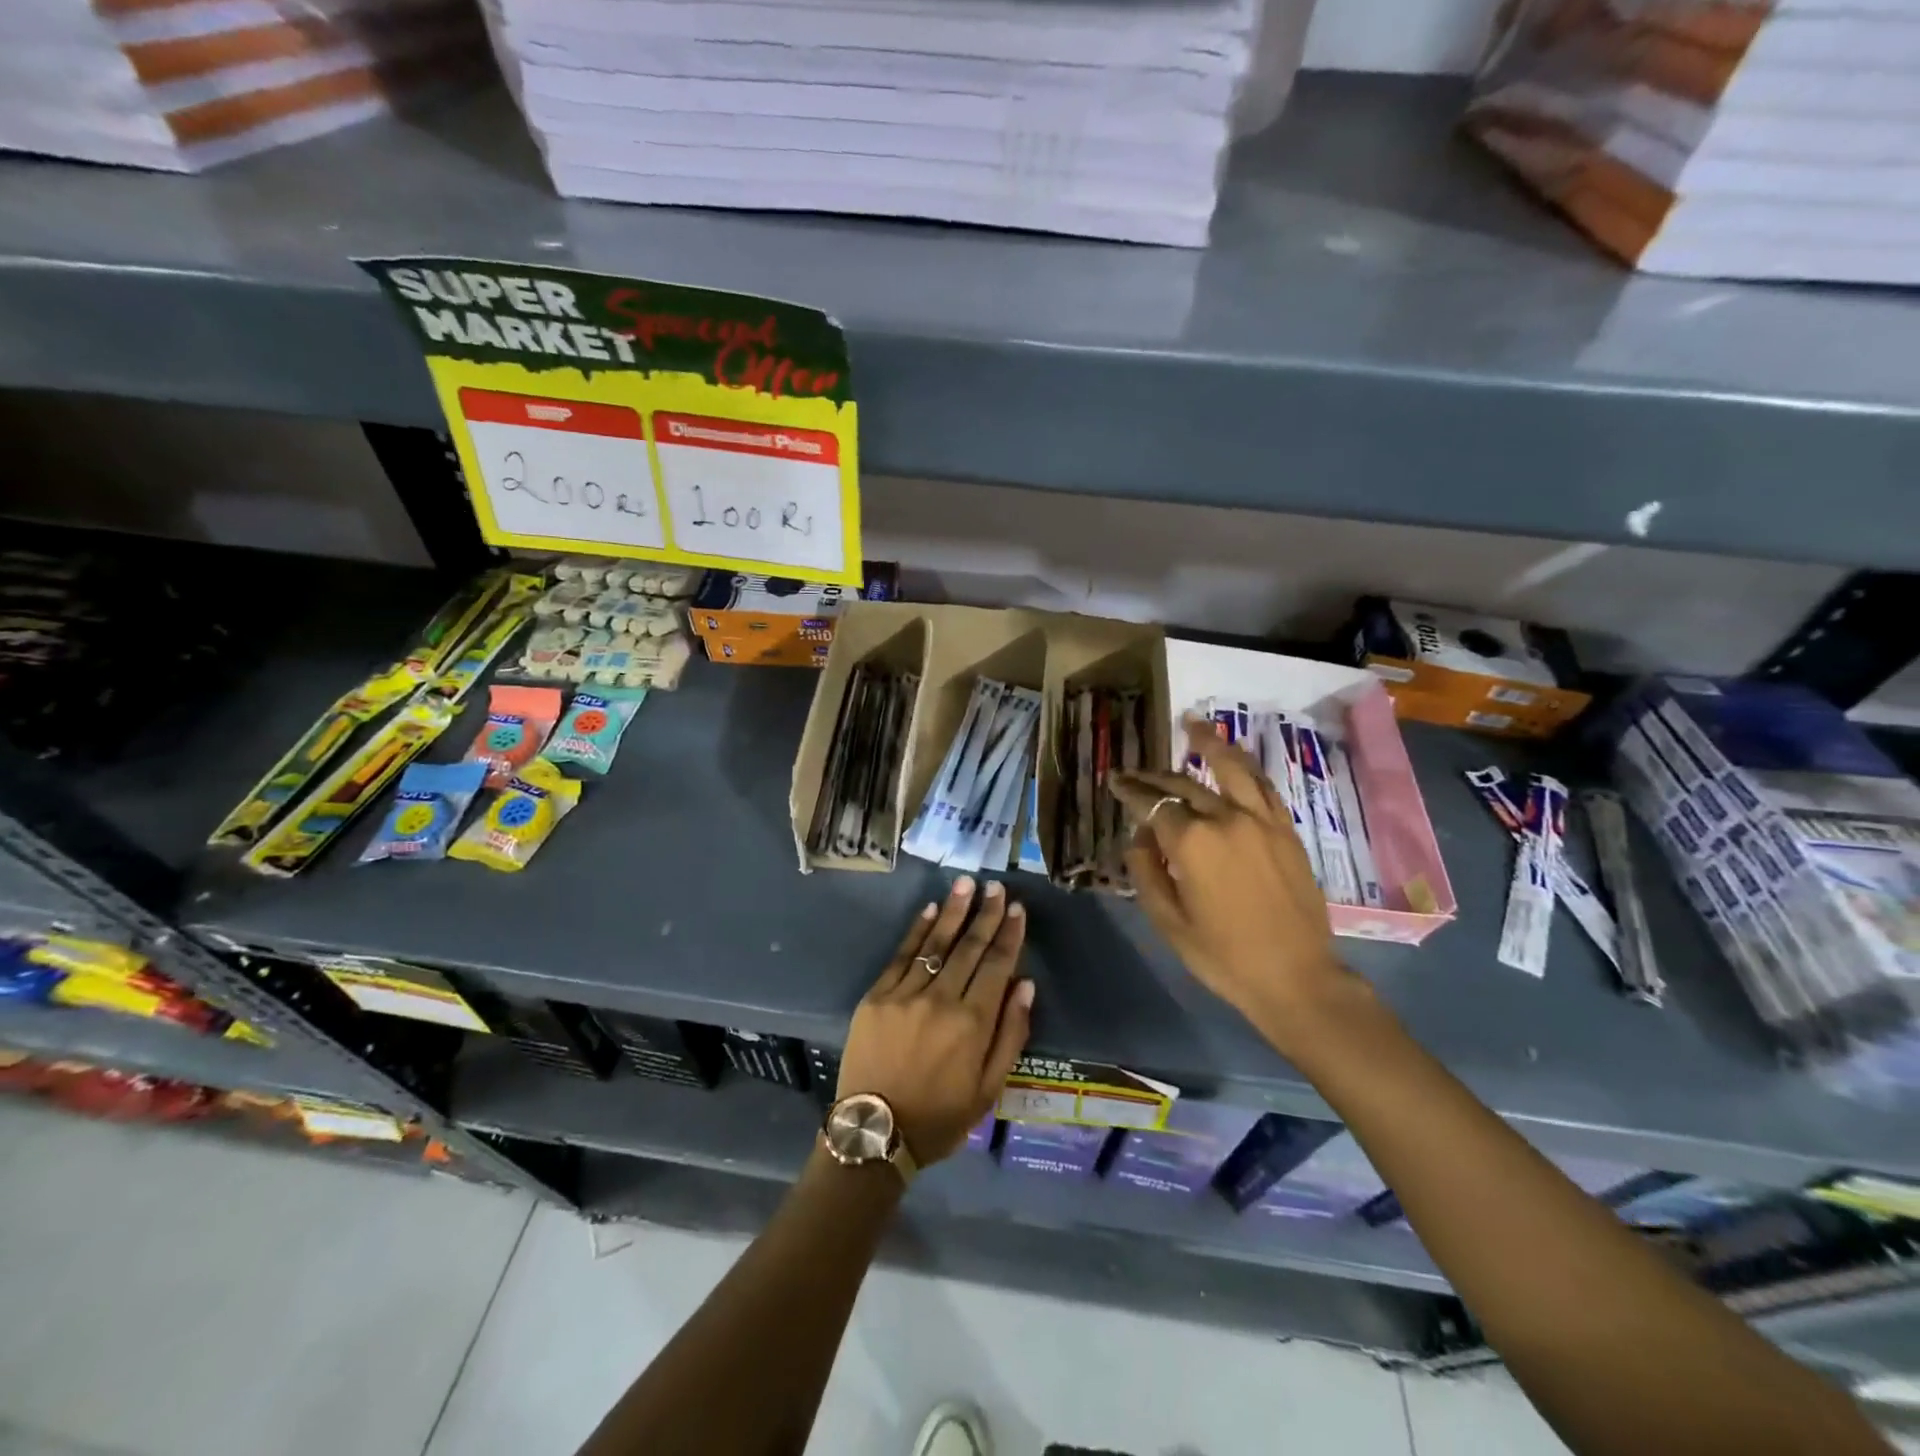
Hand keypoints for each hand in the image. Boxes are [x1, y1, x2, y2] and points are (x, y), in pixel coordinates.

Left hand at [837, 876, 1033, 1165]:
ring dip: (953, 911)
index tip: (1017, 909)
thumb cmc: (940, 1117)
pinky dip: (917, 930)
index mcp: (972, 1023)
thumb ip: (1011, 1034)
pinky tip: (930, 909)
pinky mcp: (876, 996)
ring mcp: (905, 994)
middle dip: (986, 914)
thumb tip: (1026, 984)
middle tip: (997, 886)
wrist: (874, 1133)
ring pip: (936, 944)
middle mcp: (941, 1000)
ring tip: (967, 884)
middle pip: (969, 947)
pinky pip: (901, 955)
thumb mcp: (989, 1089)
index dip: (1009, 934)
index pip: (997, 965)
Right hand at [1111, 719, 1357, 1052]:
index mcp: (1193, 843)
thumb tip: (1139, 836)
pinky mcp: (1285, 831)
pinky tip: (1234, 759)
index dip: (1131, 791)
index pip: (1153, 804)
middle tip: (1134, 773)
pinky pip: (1262, 788)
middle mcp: (1227, 819)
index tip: (1114, 781)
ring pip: (1231, 770)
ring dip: (1209, 744)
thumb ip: (1146, 871)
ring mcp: (1262, 821)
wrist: (1297, 978)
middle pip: (1184, 785)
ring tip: (1193, 724)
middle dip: (1155, 777)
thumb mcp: (1168, 921)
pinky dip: (1244, 767)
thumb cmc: (1223, 956)